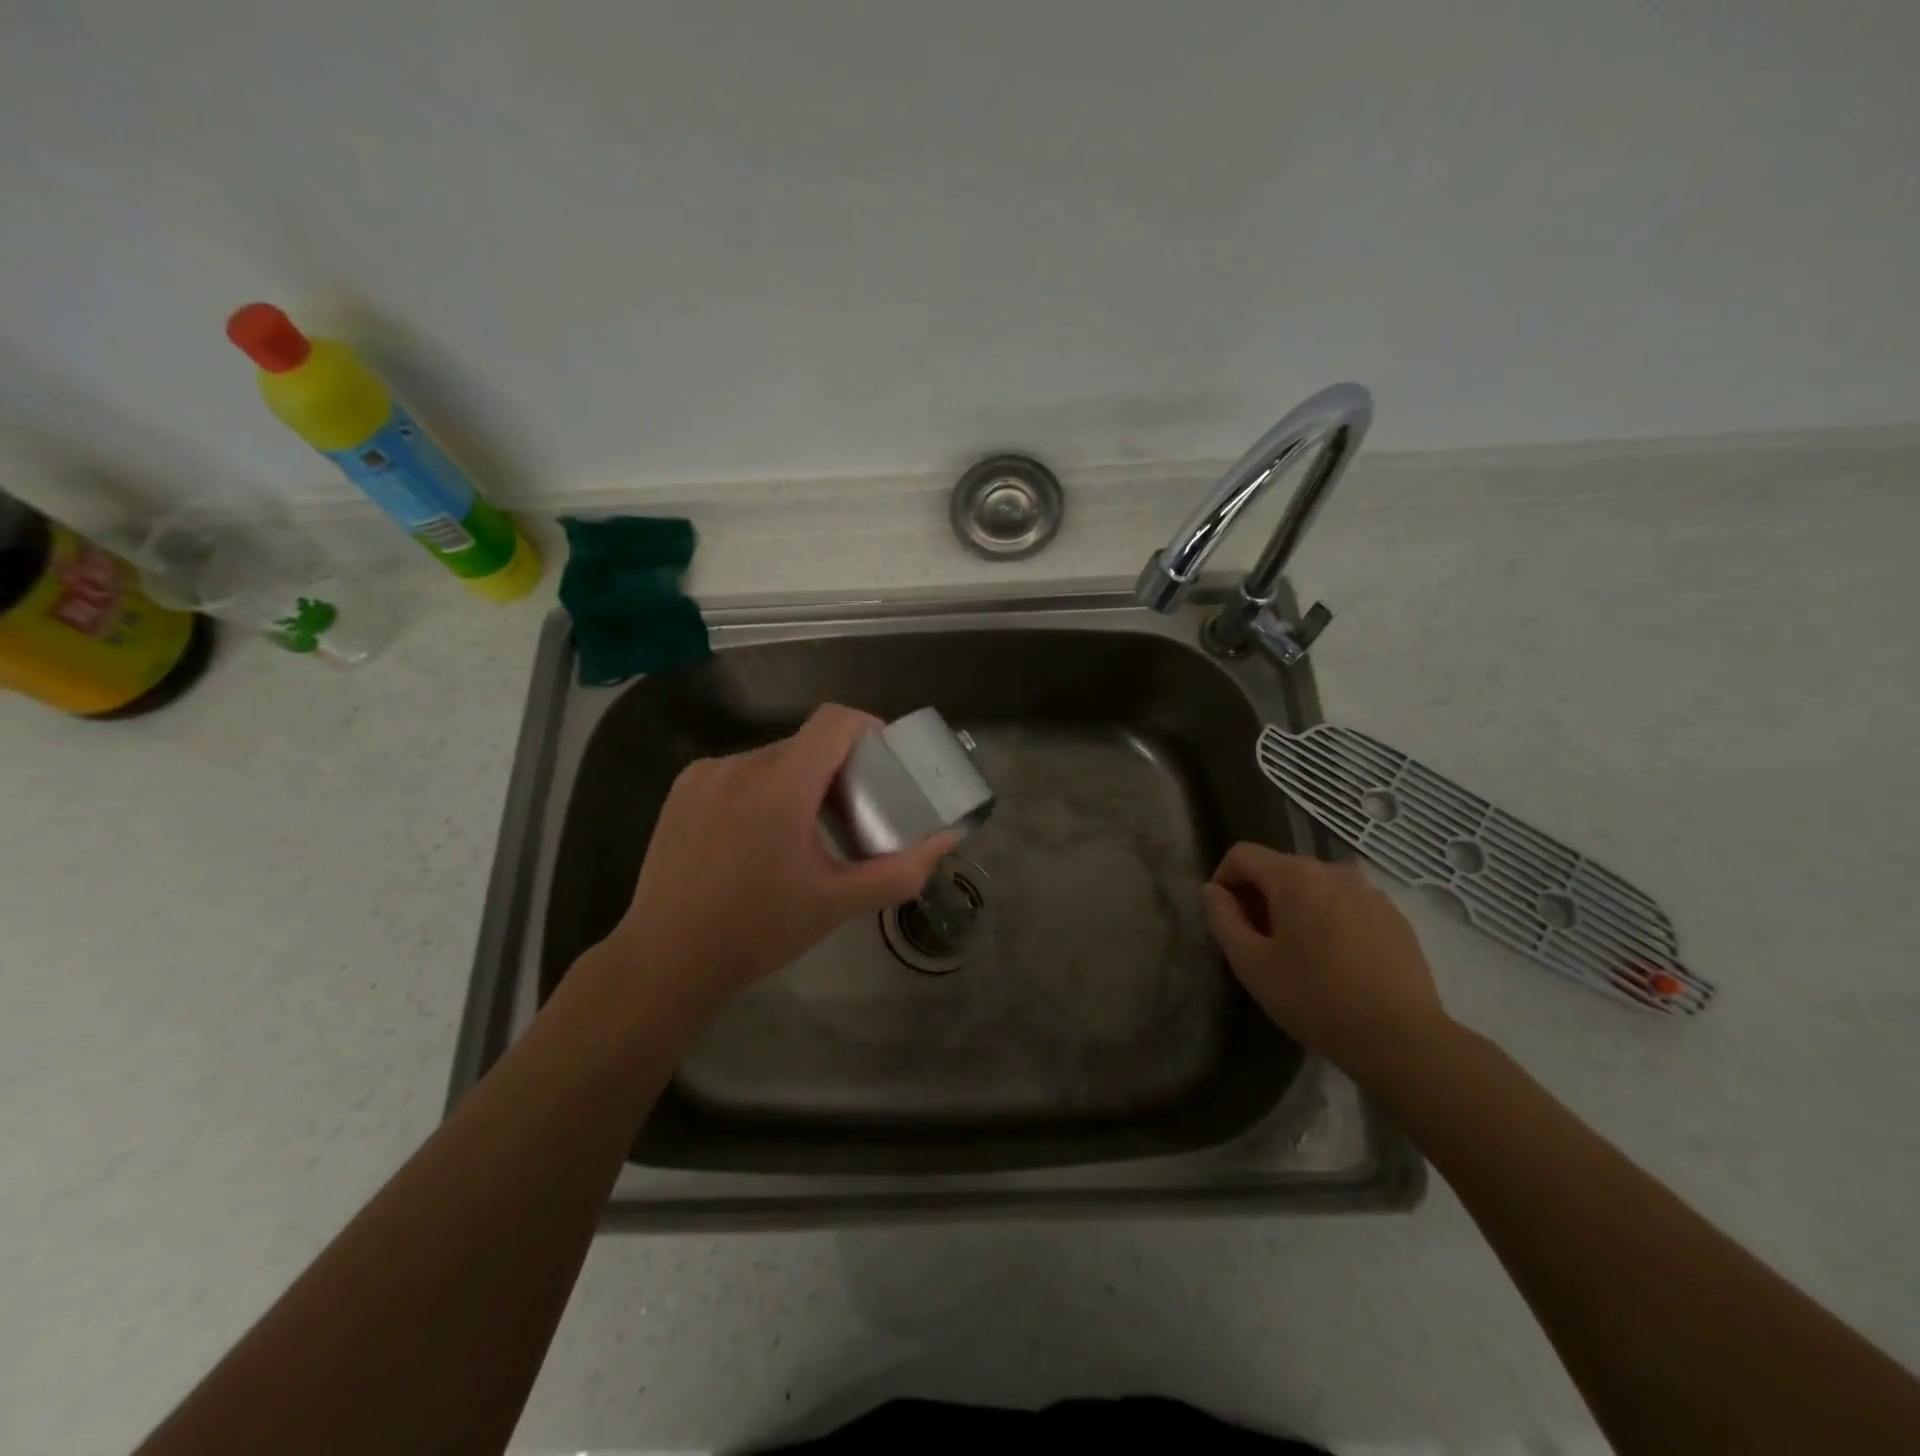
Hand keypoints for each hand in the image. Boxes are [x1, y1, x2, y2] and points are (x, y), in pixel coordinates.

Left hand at [600, 704, 958, 1003]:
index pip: (836, 722)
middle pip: (806, 745)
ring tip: (803, 834)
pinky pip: (739, 772)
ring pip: (772, 759)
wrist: (666, 959)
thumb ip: (900, 869)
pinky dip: (761, 790)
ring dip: (798, 782)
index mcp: (782, 786)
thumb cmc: (759, 930)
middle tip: (851, 816)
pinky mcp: (682, 789)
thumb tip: (948, 839)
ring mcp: (706, 774)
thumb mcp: (838, 903)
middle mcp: (742, 765)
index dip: (869, 730)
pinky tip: (756, 837)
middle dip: (837, 770)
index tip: (884, 763)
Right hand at [1204, 842, 1452, 1084]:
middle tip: (1258, 942)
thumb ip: (1223, 919)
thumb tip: (1213, 891)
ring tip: (1299, 953)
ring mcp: (1370, 892)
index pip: (1243, 854)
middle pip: (1280, 869)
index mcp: (1295, 876)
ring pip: (1316, 887)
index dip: (1223, 879)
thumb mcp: (1251, 964)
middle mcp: (1334, 871)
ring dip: (1297, 908)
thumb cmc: (1315, 999)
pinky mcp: (1395, 917)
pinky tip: (1337, 962)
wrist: (1402, 1040)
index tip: (1224, 917)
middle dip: (1260, 897)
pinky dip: (1331, 920)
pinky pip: (1348, 905)